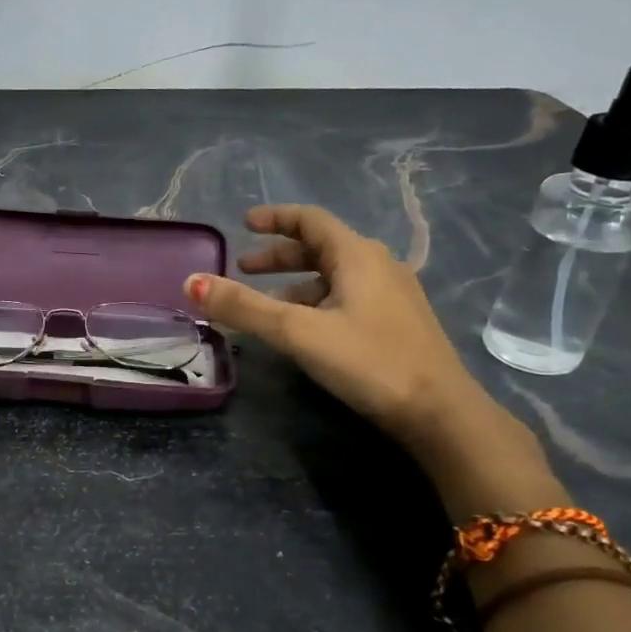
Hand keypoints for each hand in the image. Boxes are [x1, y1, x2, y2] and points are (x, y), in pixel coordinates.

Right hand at [183, 204, 495, 447]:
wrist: (439, 413)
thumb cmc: (368, 361)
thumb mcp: (297, 331)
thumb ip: (244, 307)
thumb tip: (191, 282)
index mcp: (357, 255)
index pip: (310, 220)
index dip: (275, 218)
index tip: (243, 223)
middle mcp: (378, 266)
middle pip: (320, 248)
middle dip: (278, 256)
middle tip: (243, 269)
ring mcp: (392, 296)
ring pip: (333, 277)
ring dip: (295, 283)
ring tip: (264, 304)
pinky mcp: (396, 324)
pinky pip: (346, 299)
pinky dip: (315, 302)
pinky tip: (302, 329)